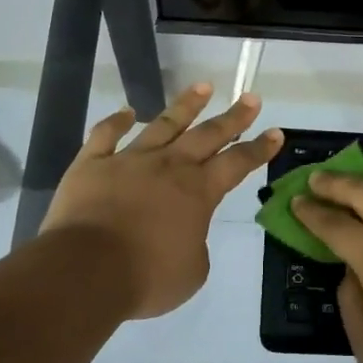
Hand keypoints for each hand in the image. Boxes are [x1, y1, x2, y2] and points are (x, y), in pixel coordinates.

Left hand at [42, 82, 281, 318]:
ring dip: (186, 105)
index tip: (276, 132)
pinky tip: (126, 112)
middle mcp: (169, 166)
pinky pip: (105, 136)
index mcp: (198, 192)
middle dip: (233, 116)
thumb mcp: (192, 272)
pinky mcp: (92, 165)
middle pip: (207, 135)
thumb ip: (195, 245)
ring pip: (163, 124)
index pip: (237, 163)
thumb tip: (185, 234)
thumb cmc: (147, 276)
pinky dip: (115, 122)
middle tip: (250, 97)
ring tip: (203, 86)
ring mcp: (129, 161)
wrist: (86, 270)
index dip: (259, 149)